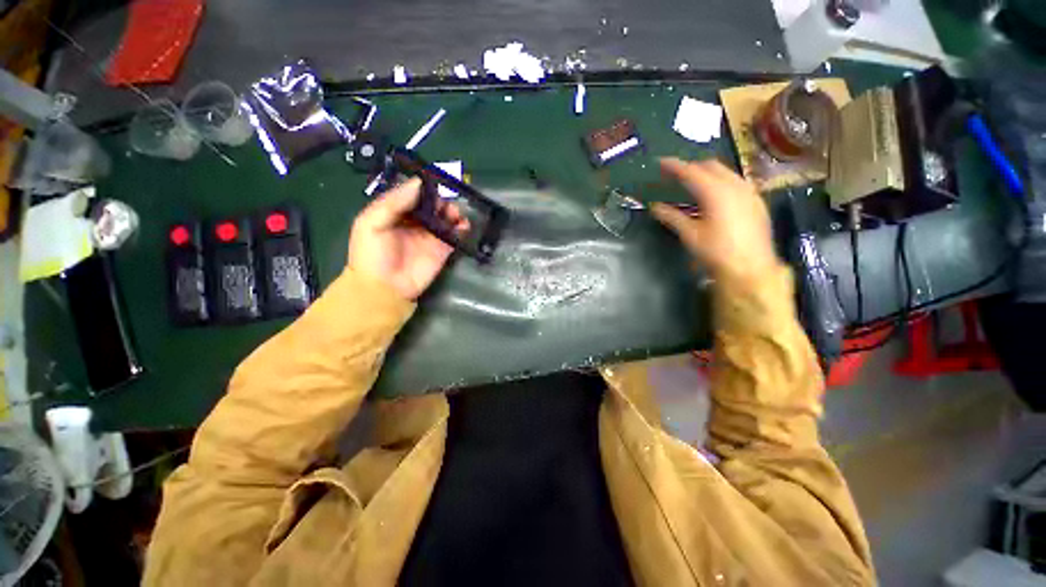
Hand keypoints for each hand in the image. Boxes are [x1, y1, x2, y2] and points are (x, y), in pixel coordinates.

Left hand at [348, 178, 466, 300]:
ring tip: (455, 214)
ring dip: (453, 212)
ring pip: (446, 218)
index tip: (435, 182)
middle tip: (445, 203)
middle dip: (441, 199)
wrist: (384, 288)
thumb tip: (419, 182)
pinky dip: (462, 228)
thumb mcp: (371, 222)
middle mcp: (415, 221)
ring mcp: (431, 236)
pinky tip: (463, 225)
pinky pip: (455, 235)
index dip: (425, 187)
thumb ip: (393, 202)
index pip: (414, 194)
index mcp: (396, 212)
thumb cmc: (372, 254)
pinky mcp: (443, 249)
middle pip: (433, 204)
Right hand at [651, 158, 779, 282]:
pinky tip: (715, 195)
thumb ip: (672, 217)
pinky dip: (721, 181)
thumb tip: (654, 207)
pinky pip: (736, 182)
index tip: (661, 163)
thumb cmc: (716, 252)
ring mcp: (749, 192)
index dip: (674, 166)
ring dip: (707, 173)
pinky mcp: (756, 201)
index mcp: (715, 192)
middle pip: (710, 166)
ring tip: (693, 183)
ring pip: (726, 172)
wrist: (751, 268)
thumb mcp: (690, 234)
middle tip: (675, 174)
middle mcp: (734, 185)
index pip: (691, 172)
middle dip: (691, 166)